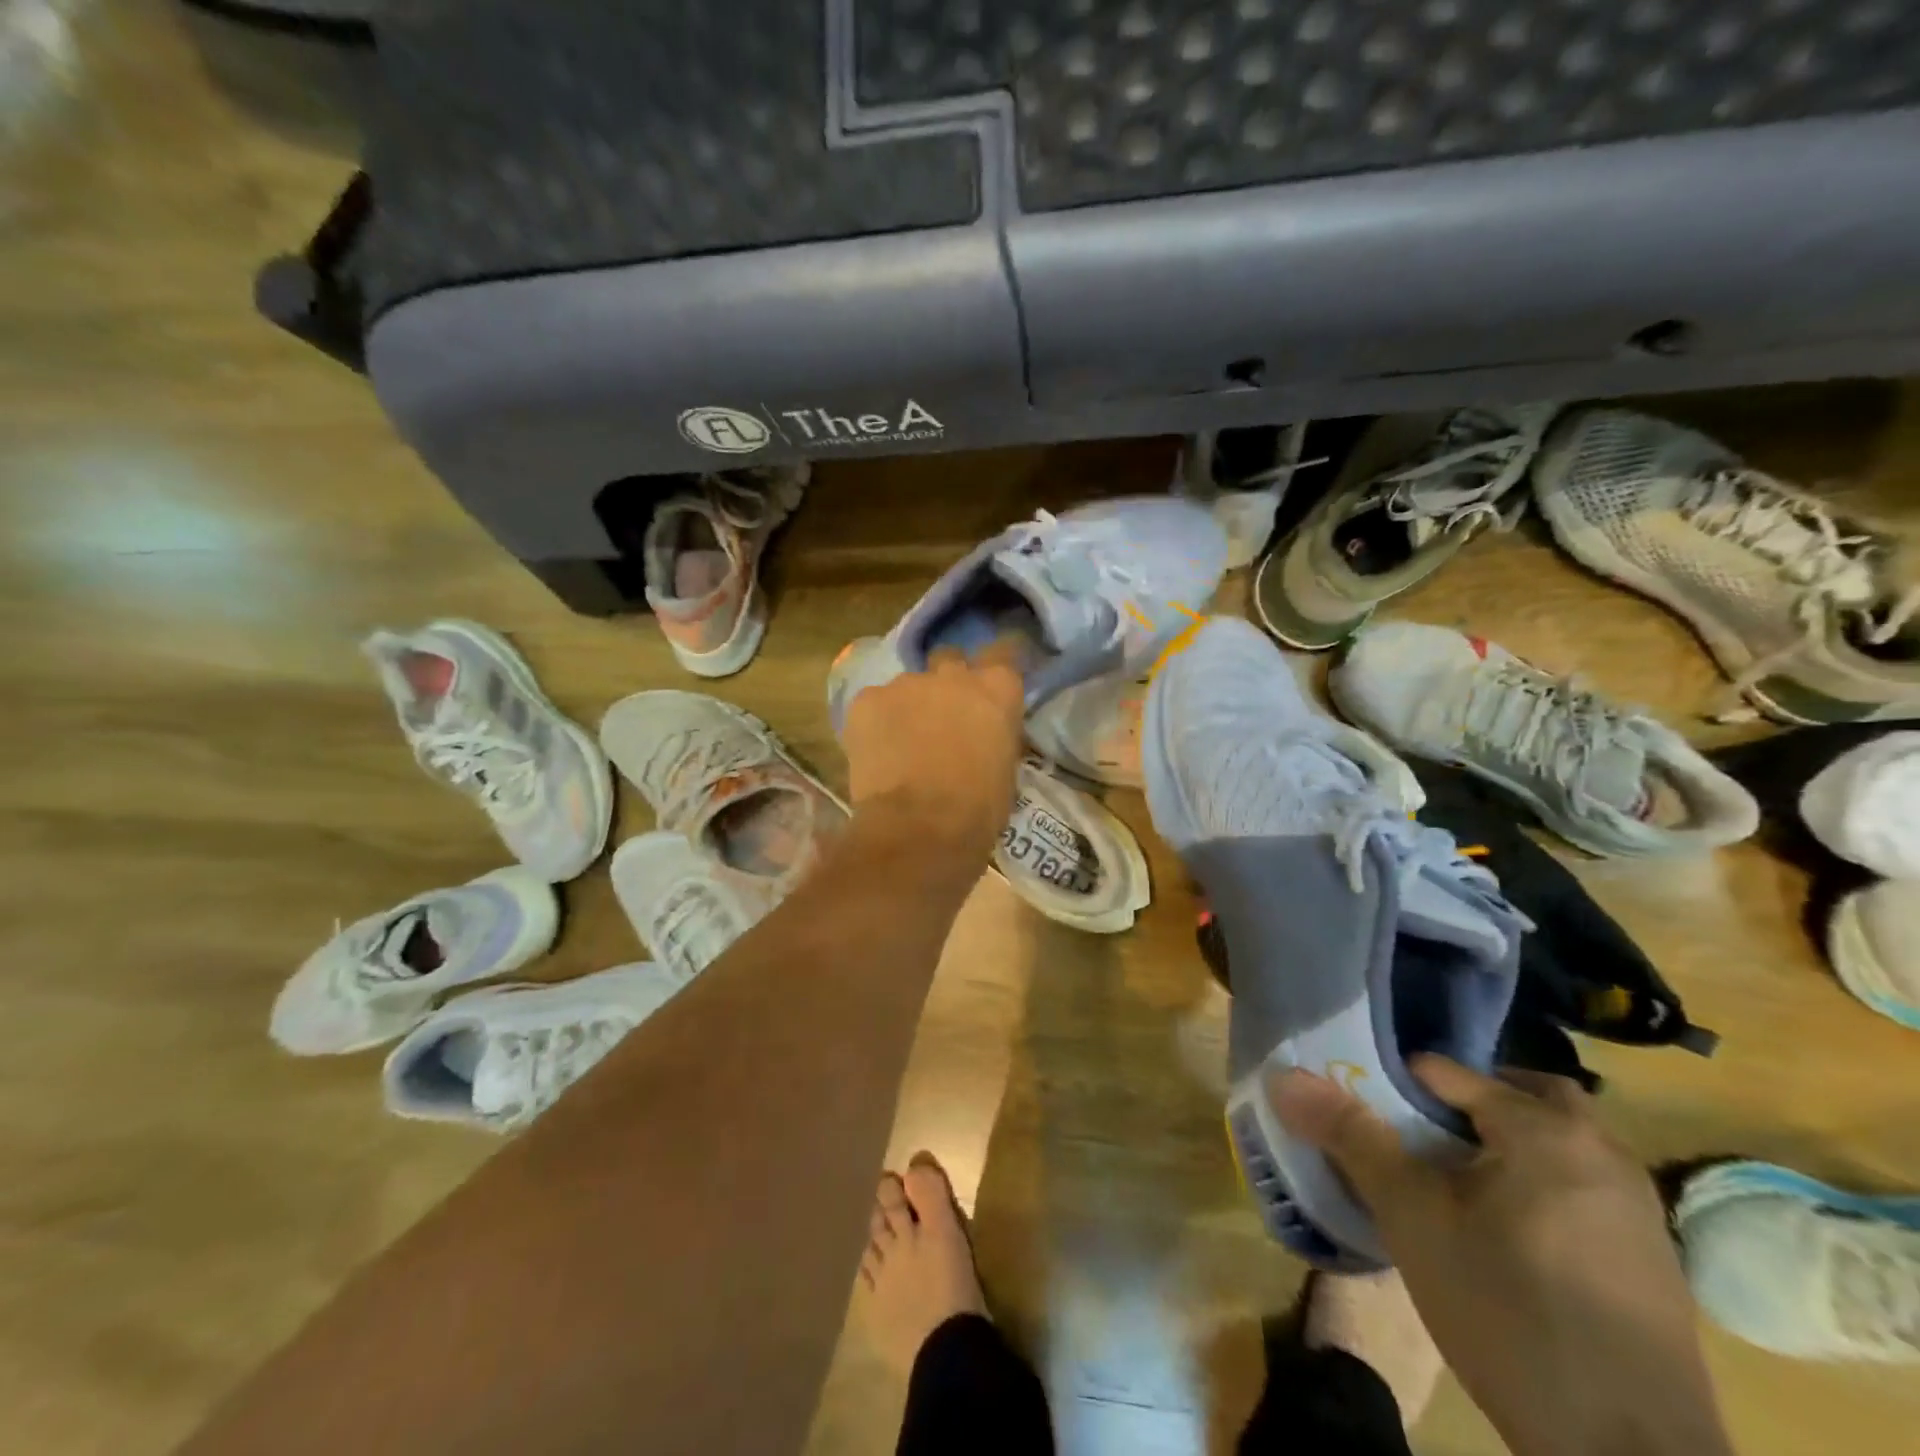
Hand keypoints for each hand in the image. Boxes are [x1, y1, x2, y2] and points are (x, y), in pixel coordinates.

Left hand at [841, 643, 1024, 861]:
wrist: (920, 826)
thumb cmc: (978, 808)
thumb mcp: (1006, 769)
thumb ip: (995, 736)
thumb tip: (985, 736)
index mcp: (996, 689)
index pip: (1004, 652)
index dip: (998, 662)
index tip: (993, 678)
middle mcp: (952, 675)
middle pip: (950, 659)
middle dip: (947, 680)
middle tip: (943, 714)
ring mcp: (905, 683)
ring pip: (907, 686)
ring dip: (909, 706)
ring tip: (902, 744)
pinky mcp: (865, 700)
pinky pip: (873, 704)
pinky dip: (875, 723)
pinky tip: (876, 753)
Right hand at [1270, 1058, 1731, 1455]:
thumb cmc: (1508, 1312)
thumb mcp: (1411, 1217)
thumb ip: (1350, 1137)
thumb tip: (1284, 1076)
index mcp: (1545, 1129)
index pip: (1448, 1072)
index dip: (1395, 1086)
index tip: (1366, 1116)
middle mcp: (1602, 1152)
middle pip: (1522, 1095)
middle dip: (1468, 1102)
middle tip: (1419, 1132)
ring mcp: (1638, 1208)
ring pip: (1558, 1142)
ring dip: (1507, 1143)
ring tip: (1453, 1182)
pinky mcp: (1654, 1261)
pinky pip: (1583, 1188)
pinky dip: (1541, 1185)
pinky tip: (1506, 1235)